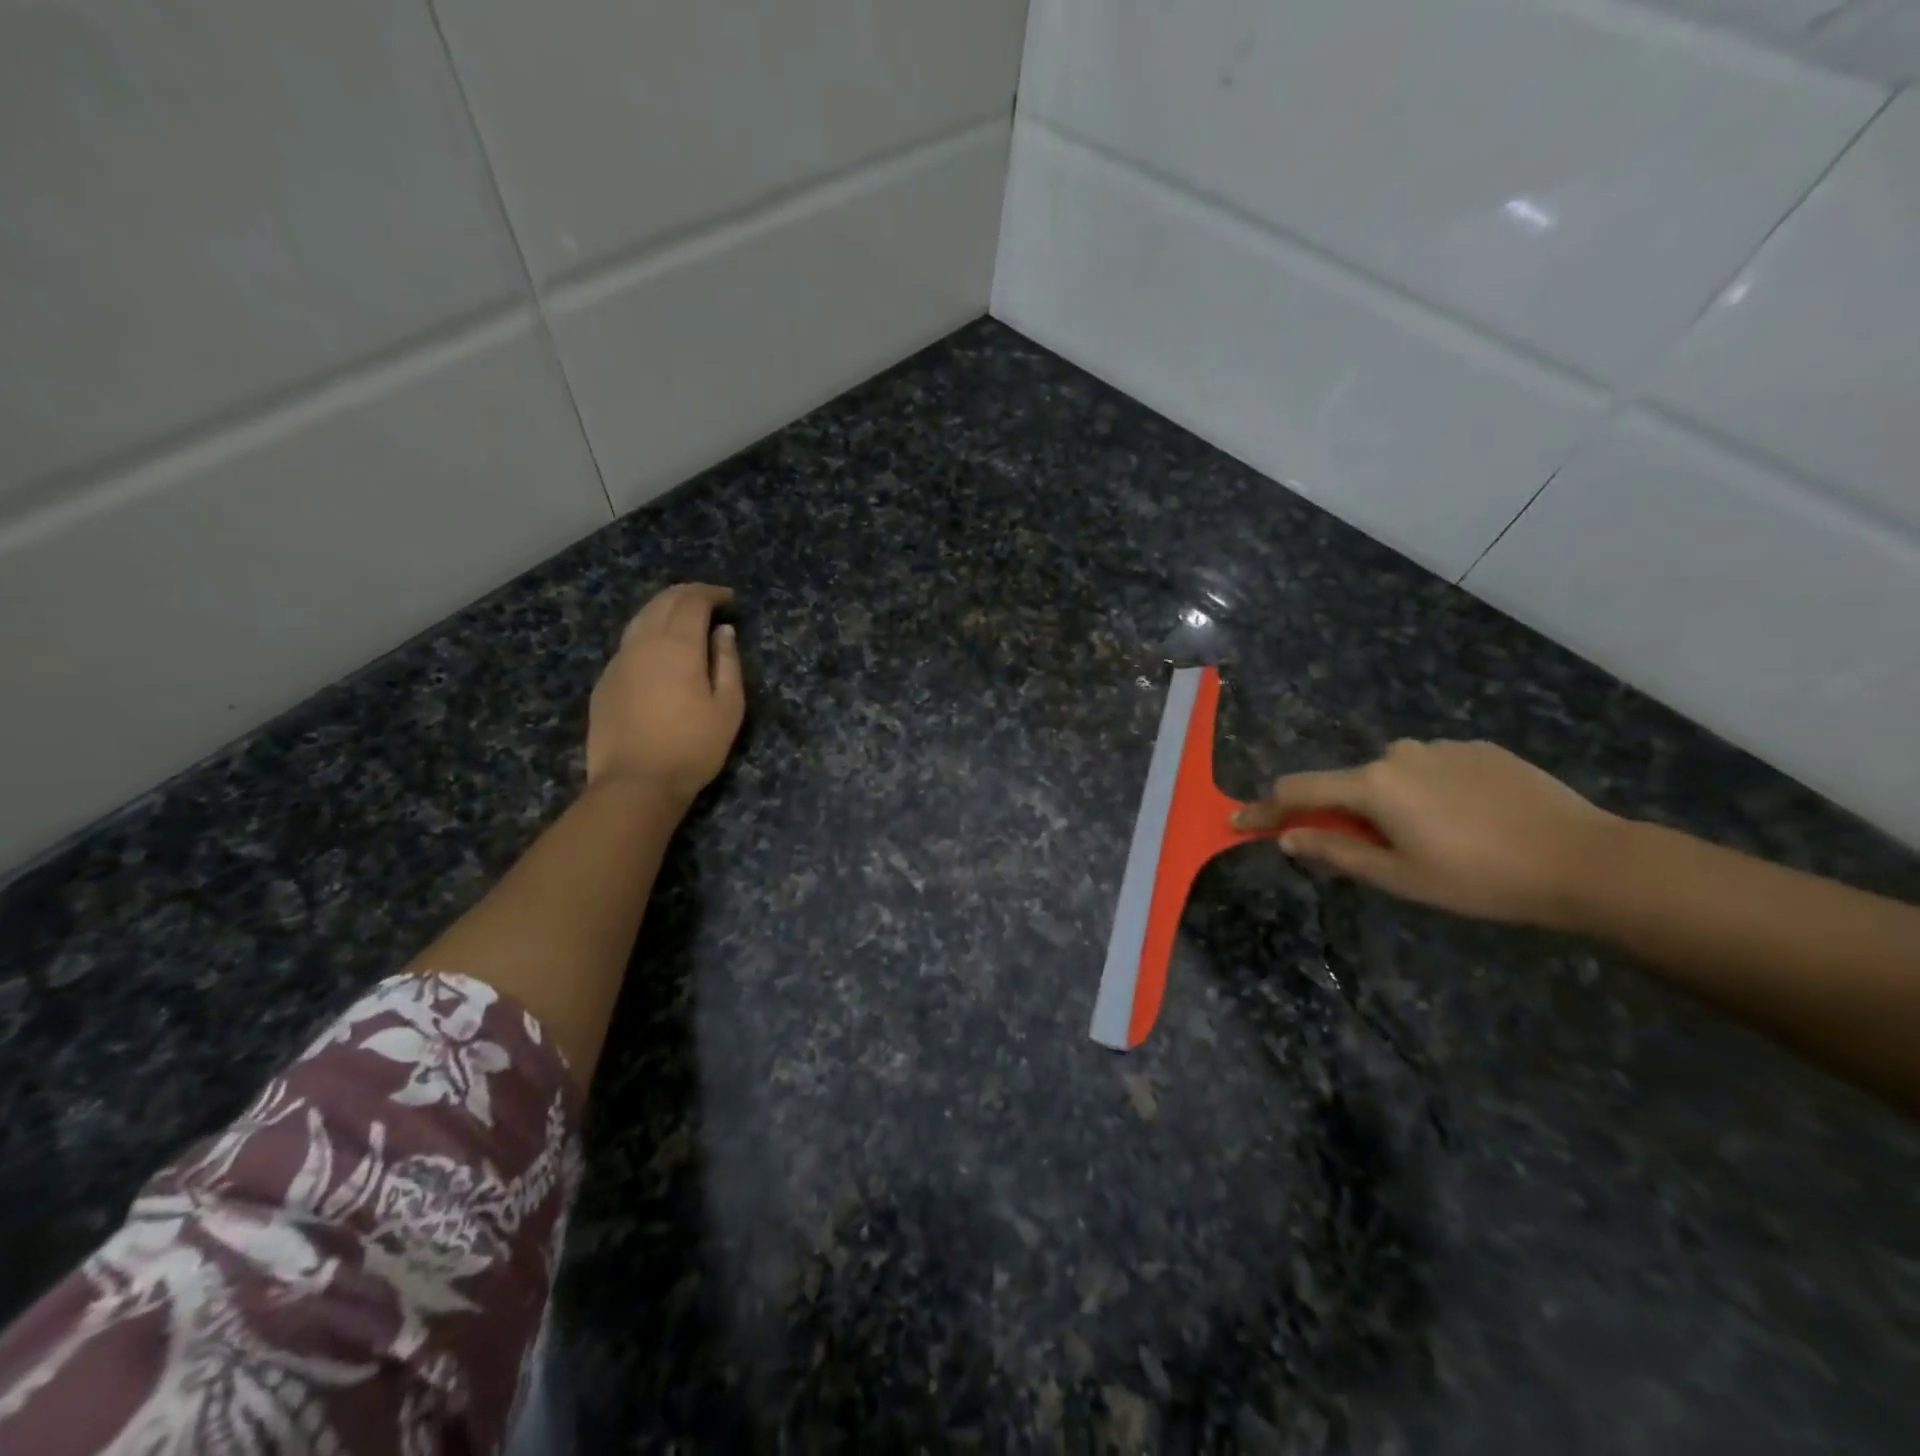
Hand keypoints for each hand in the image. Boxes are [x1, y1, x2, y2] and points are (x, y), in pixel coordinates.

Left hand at [587, 583, 744, 804]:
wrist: (636, 783)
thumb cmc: (693, 747)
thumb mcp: (728, 708)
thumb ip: (728, 664)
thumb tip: (723, 632)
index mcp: (677, 646)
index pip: (691, 601)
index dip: (711, 593)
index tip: (729, 598)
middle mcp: (643, 643)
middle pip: (661, 602)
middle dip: (686, 594)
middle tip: (708, 600)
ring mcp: (618, 661)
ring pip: (639, 619)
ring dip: (663, 609)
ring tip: (682, 618)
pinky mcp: (605, 682)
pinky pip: (628, 643)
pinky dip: (647, 632)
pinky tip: (658, 649)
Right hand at [1233, 740, 1622, 927]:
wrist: (1584, 860)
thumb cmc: (1479, 878)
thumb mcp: (1399, 877)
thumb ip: (1336, 853)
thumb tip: (1288, 838)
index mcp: (1373, 784)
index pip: (1299, 791)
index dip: (1266, 810)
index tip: (1239, 820)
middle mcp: (1399, 754)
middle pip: (1349, 783)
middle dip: (1344, 813)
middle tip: (1373, 853)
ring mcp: (1443, 747)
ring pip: (1394, 775)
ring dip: (1391, 802)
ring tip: (1434, 840)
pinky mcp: (1481, 750)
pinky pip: (1435, 769)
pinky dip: (1431, 792)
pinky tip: (1469, 821)